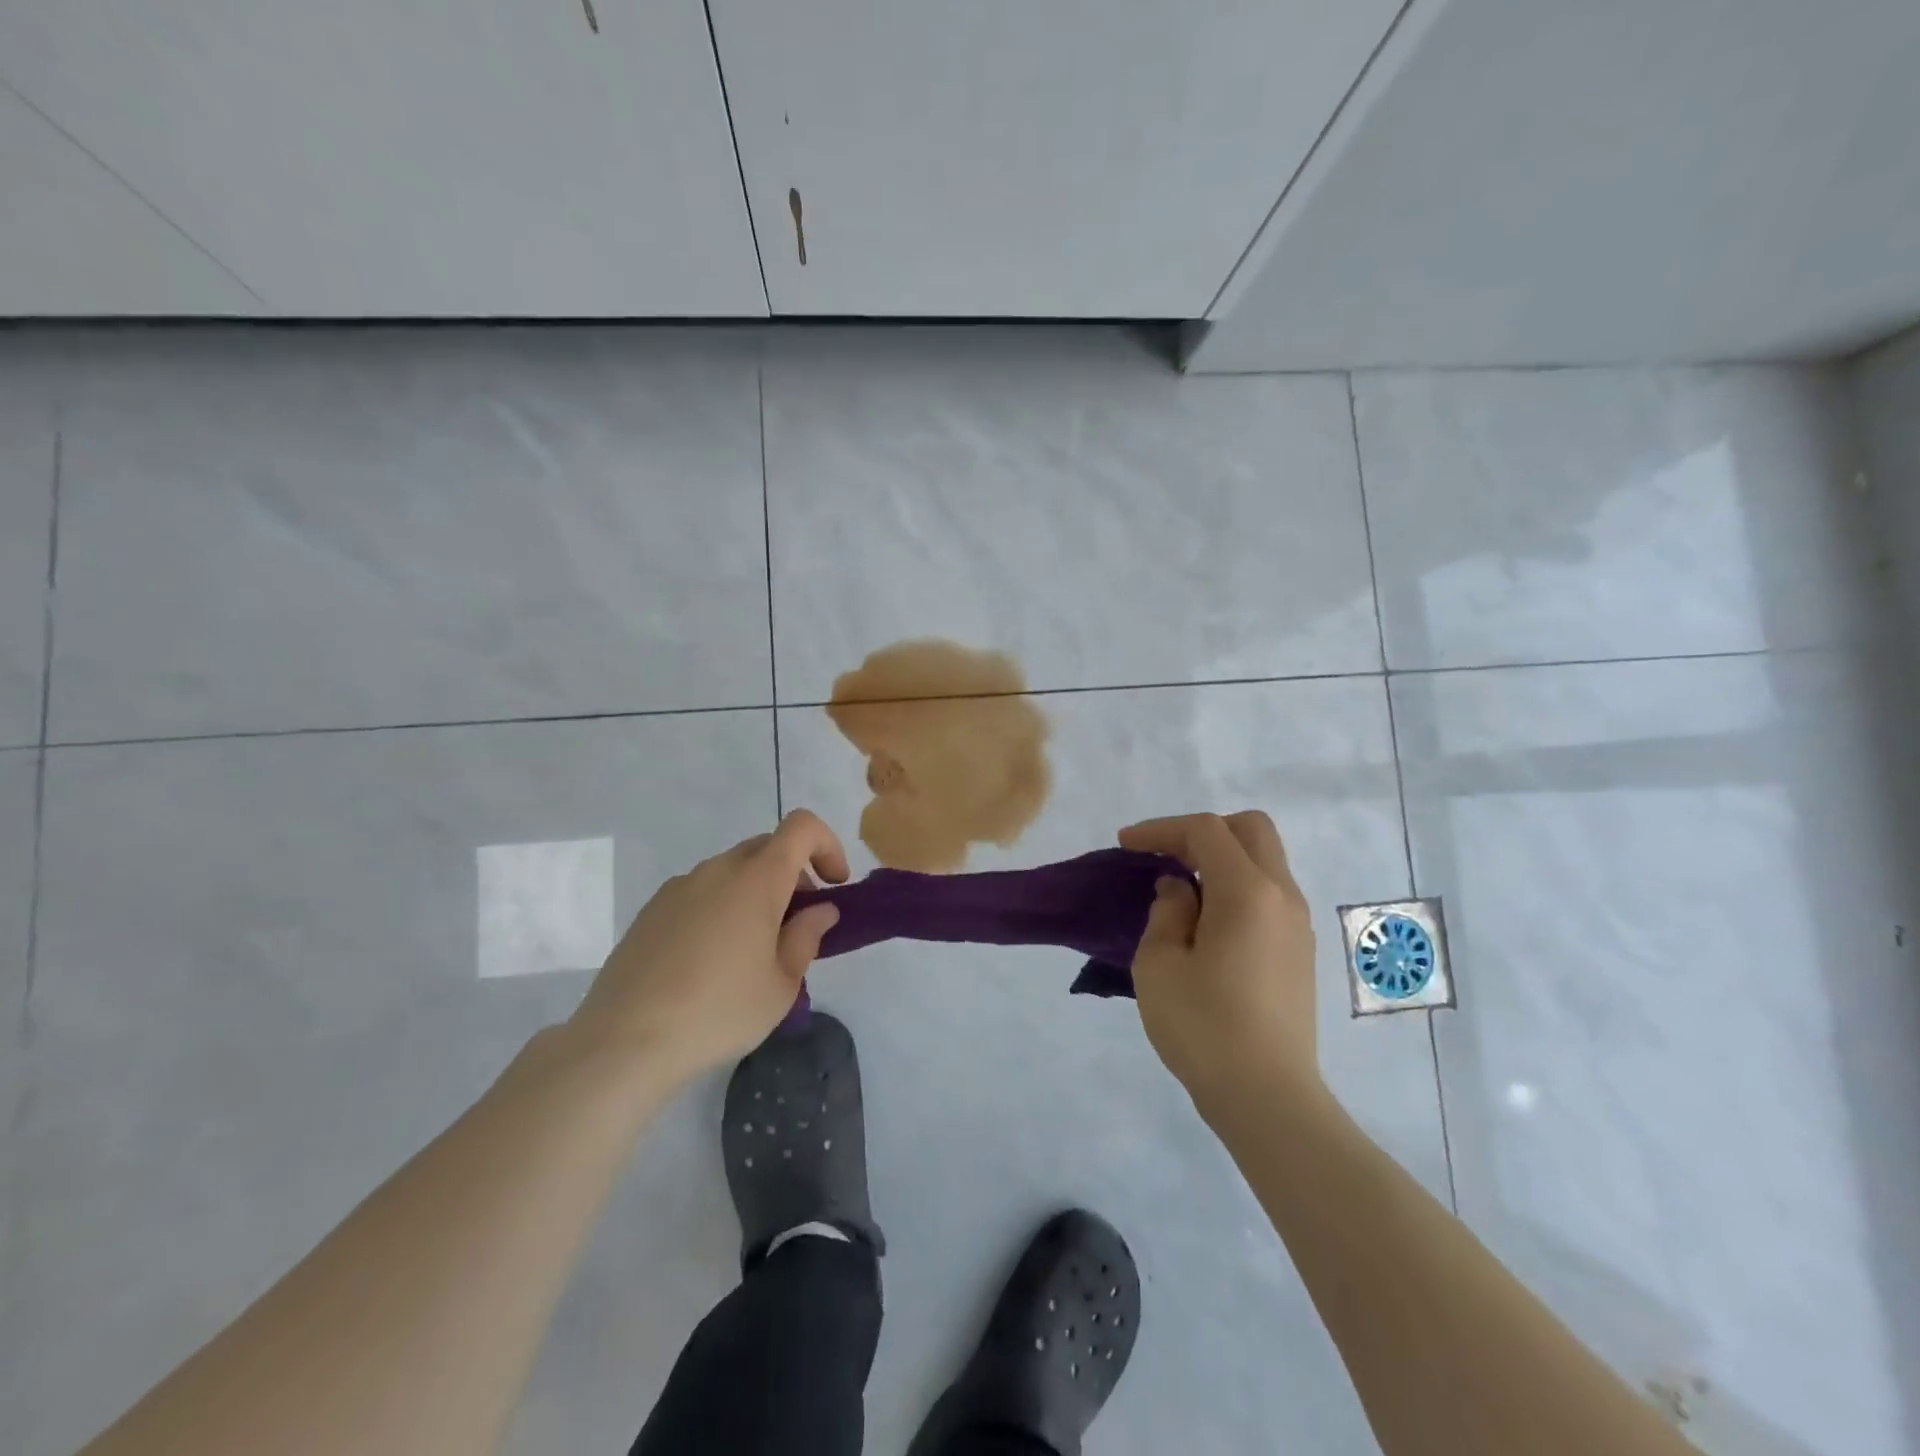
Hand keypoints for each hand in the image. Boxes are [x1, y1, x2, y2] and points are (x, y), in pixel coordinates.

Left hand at [570, 810, 848, 1086]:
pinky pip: (701, 892)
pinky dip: (722, 908)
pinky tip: (711, 960)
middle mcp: (718, 869)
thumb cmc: (719, 1011)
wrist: (624, 1040)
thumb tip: (819, 910)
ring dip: (756, 892)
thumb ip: (807, 937)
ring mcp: (679, 887)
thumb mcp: (782, 984)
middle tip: (798, 923)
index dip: (827, 845)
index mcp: (757, 879)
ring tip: (753, 950)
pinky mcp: (651, 910)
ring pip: (732, 871)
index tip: (835, 886)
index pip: (802, 827)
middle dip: (794, 874)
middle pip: (767, 848)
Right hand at [1119, 811, 1319, 1107]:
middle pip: (1251, 829)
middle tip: (1163, 856)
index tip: (1125, 845)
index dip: (1161, 829)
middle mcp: (1282, 896)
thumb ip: (1167, 911)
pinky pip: (1269, 893)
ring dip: (1221, 859)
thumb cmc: (1203, 1027)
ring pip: (1265, 860)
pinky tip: (1207, 920)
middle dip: (1202, 831)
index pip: (1205, 831)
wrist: (1267, 1098)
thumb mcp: (1160, 964)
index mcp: (1247, 892)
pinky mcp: (1300, 952)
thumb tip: (1181, 889)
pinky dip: (1236, 886)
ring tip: (1180, 889)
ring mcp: (1298, 925)